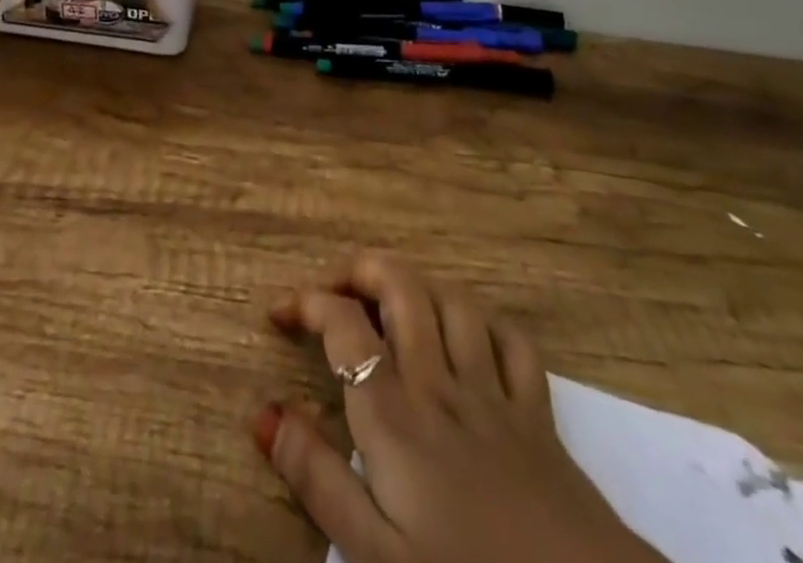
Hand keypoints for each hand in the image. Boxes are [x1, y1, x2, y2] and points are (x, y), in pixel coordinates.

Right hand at [258, 254, 665, 562]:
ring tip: (393, 306)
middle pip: (400, 285)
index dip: (306, 303)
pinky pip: (512, 342)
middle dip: (362, 269)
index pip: (342, 324)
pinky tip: (469, 338)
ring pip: (452, 300)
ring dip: (417, 287)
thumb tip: (264, 413)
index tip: (280, 314)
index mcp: (393, 414)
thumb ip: (317, 480)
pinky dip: (485, 325)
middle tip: (336, 289)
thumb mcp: (375, 557)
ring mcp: (492, 392)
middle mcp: (438, 382)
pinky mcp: (537, 415)